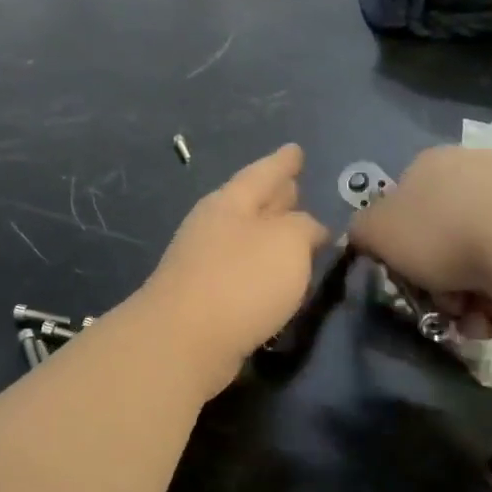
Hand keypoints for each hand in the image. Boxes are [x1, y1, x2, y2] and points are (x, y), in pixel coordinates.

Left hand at [137, 144, 330, 400]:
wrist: (184, 341)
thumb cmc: (240, 280)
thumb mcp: (287, 242)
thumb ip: (303, 228)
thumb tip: (308, 228)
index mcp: (230, 202)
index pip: (263, 173)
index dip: (283, 162)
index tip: (296, 149)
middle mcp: (213, 225)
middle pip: (250, 202)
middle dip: (275, 194)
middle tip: (296, 184)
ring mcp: (203, 261)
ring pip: (246, 236)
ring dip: (270, 231)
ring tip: (295, 229)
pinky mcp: (204, 297)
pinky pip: (241, 269)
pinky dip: (262, 266)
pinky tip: (276, 276)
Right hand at [349, 146, 491, 331]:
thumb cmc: (441, 233)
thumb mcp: (376, 233)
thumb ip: (361, 232)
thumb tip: (367, 236)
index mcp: (429, 162)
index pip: (402, 202)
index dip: (399, 245)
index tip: (407, 276)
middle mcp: (475, 165)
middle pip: (444, 230)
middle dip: (439, 274)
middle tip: (443, 304)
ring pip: (483, 249)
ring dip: (472, 288)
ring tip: (478, 317)